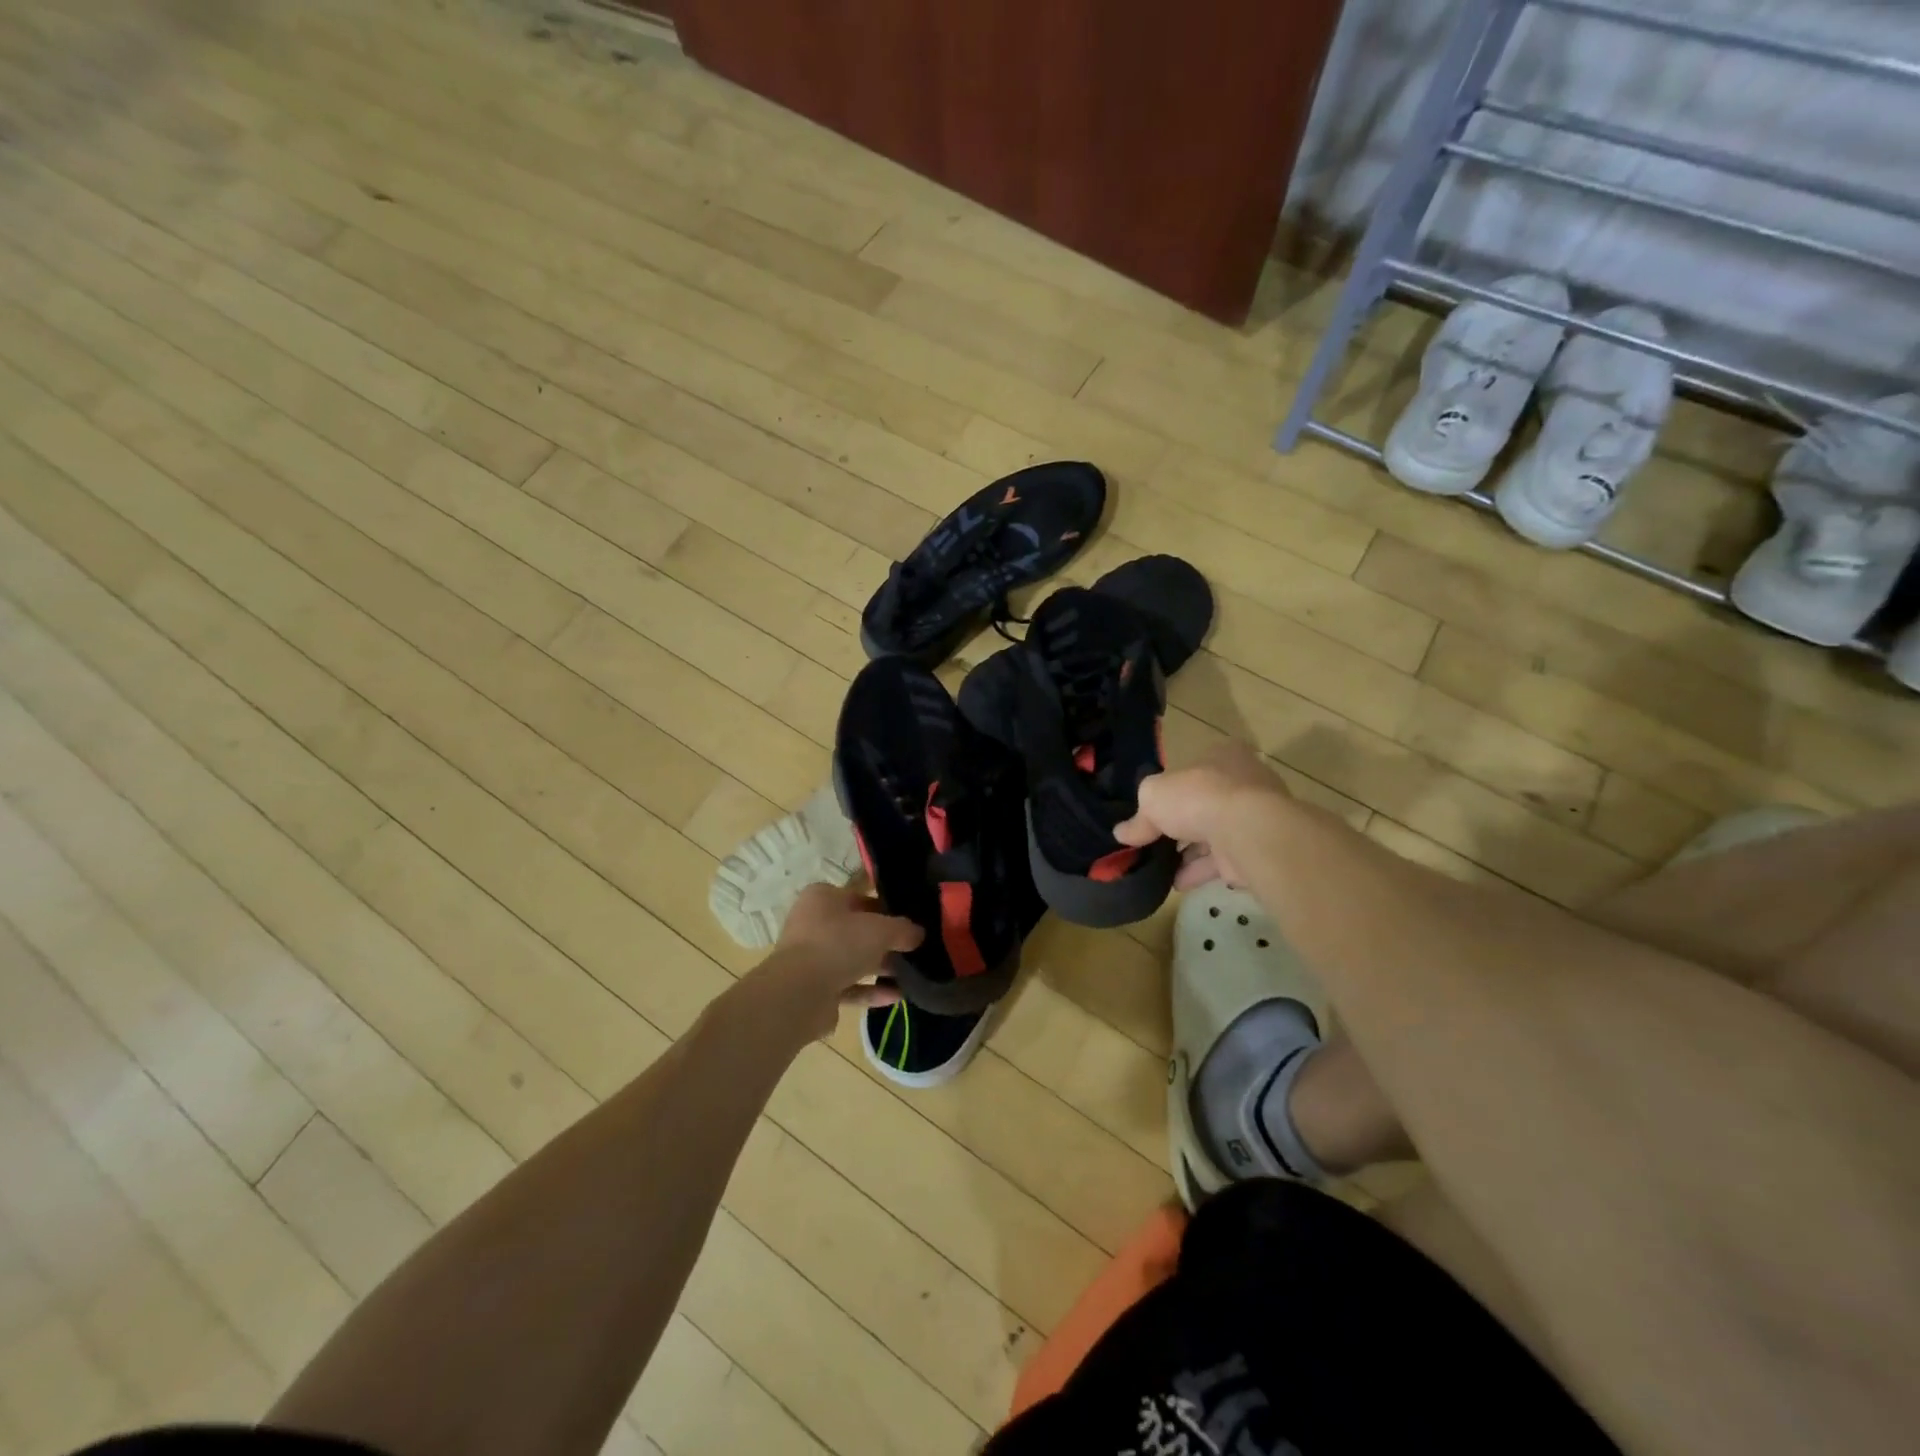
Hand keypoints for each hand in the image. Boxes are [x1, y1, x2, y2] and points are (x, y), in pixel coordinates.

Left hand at [760, 884, 923, 1040]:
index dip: (887, 907)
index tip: (911, 920)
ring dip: (881, 968)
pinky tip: (897, 996)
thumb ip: (903, 929)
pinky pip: (849, 986)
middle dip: (886, 941)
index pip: (860, 897)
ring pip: (853, 960)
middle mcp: (813, 924)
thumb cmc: (838, 944)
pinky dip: (871, 990)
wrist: (799, 993)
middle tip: (915, 949)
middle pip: (857, 930)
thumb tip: (919, 934)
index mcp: (823, 898)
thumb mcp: (881, 929)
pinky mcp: (815, 989)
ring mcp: (812, 958)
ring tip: (912, 975)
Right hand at [1114, 741, 1291, 889]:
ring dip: (1187, 852)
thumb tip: (1122, 833)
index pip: (1191, 770)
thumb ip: (1138, 817)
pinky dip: (1199, 871)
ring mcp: (1253, 817)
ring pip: (1213, 834)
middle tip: (1152, 842)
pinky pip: (1222, 860)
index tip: (1149, 811)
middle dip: (1178, 825)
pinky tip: (1177, 883)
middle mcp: (1242, 782)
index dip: (1169, 790)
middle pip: (1202, 803)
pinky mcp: (1256, 849)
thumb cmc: (1199, 797)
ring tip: (1159, 868)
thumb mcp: (1153, 797)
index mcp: (1221, 755)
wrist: (1248, 831)